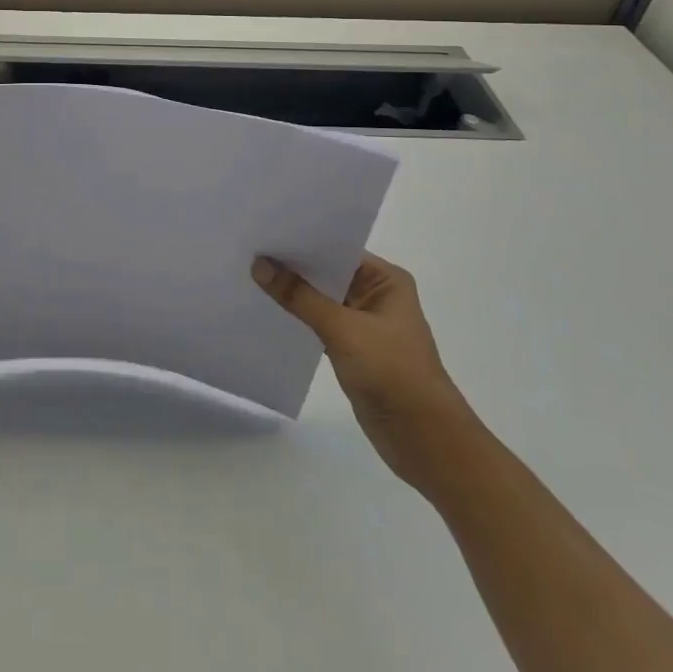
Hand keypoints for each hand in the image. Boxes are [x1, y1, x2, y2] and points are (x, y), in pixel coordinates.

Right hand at [252, 251, 478, 489]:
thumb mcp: (343, 329)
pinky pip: (318, 323)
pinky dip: (297, 317)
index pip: (337, 249)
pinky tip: (266, 310)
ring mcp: (364, 323)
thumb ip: (299, 296)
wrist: (425, 440)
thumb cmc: (393, 373)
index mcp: (386, 280)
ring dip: (292, 292)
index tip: (263, 231)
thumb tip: (259, 264)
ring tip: (248, 274)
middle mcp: (376, 295)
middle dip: (291, 265)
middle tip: (248, 249)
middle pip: (326, 272)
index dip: (302, 241)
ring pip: (320, 299)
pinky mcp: (352, 349)